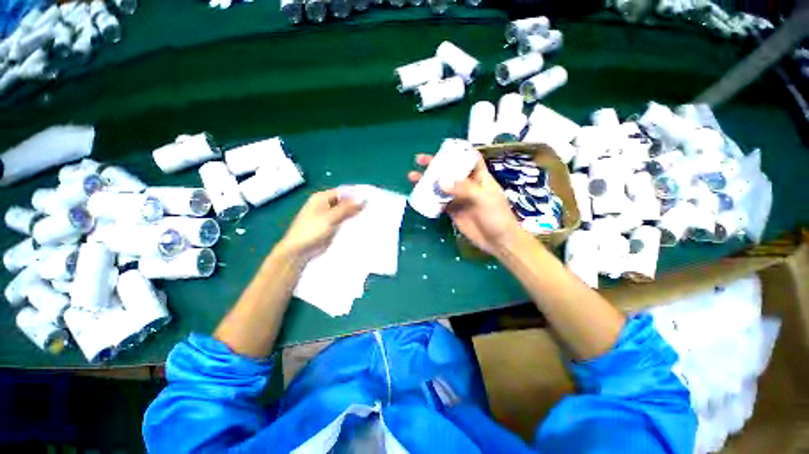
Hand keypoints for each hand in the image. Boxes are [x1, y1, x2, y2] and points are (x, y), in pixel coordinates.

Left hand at [278, 189, 363, 262]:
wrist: (299, 250)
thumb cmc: (312, 230)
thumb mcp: (330, 217)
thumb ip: (347, 208)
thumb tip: (363, 200)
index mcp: (322, 198)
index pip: (343, 192)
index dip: (356, 194)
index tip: (370, 198)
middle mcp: (325, 204)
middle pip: (344, 201)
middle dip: (356, 204)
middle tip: (372, 207)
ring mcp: (328, 216)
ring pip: (345, 212)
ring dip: (354, 213)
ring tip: (370, 215)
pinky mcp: (331, 226)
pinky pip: (343, 221)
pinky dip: (350, 221)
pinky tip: (361, 223)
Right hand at [408, 153, 523, 254]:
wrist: (498, 241)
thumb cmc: (496, 216)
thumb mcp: (483, 198)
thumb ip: (463, 188)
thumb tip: (440, 182)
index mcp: (480, 177)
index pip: (469, 159)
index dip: (458, 152)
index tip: (442, 149)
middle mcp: (468, 185)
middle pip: (451, 171)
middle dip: (436, 165)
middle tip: (419, 160)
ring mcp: (459, 198)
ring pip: (442, 186)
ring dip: (428, 181)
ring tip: (413, 177)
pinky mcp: (453, 210)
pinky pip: (439, 201)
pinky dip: (430, 198)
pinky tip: (419, 194)